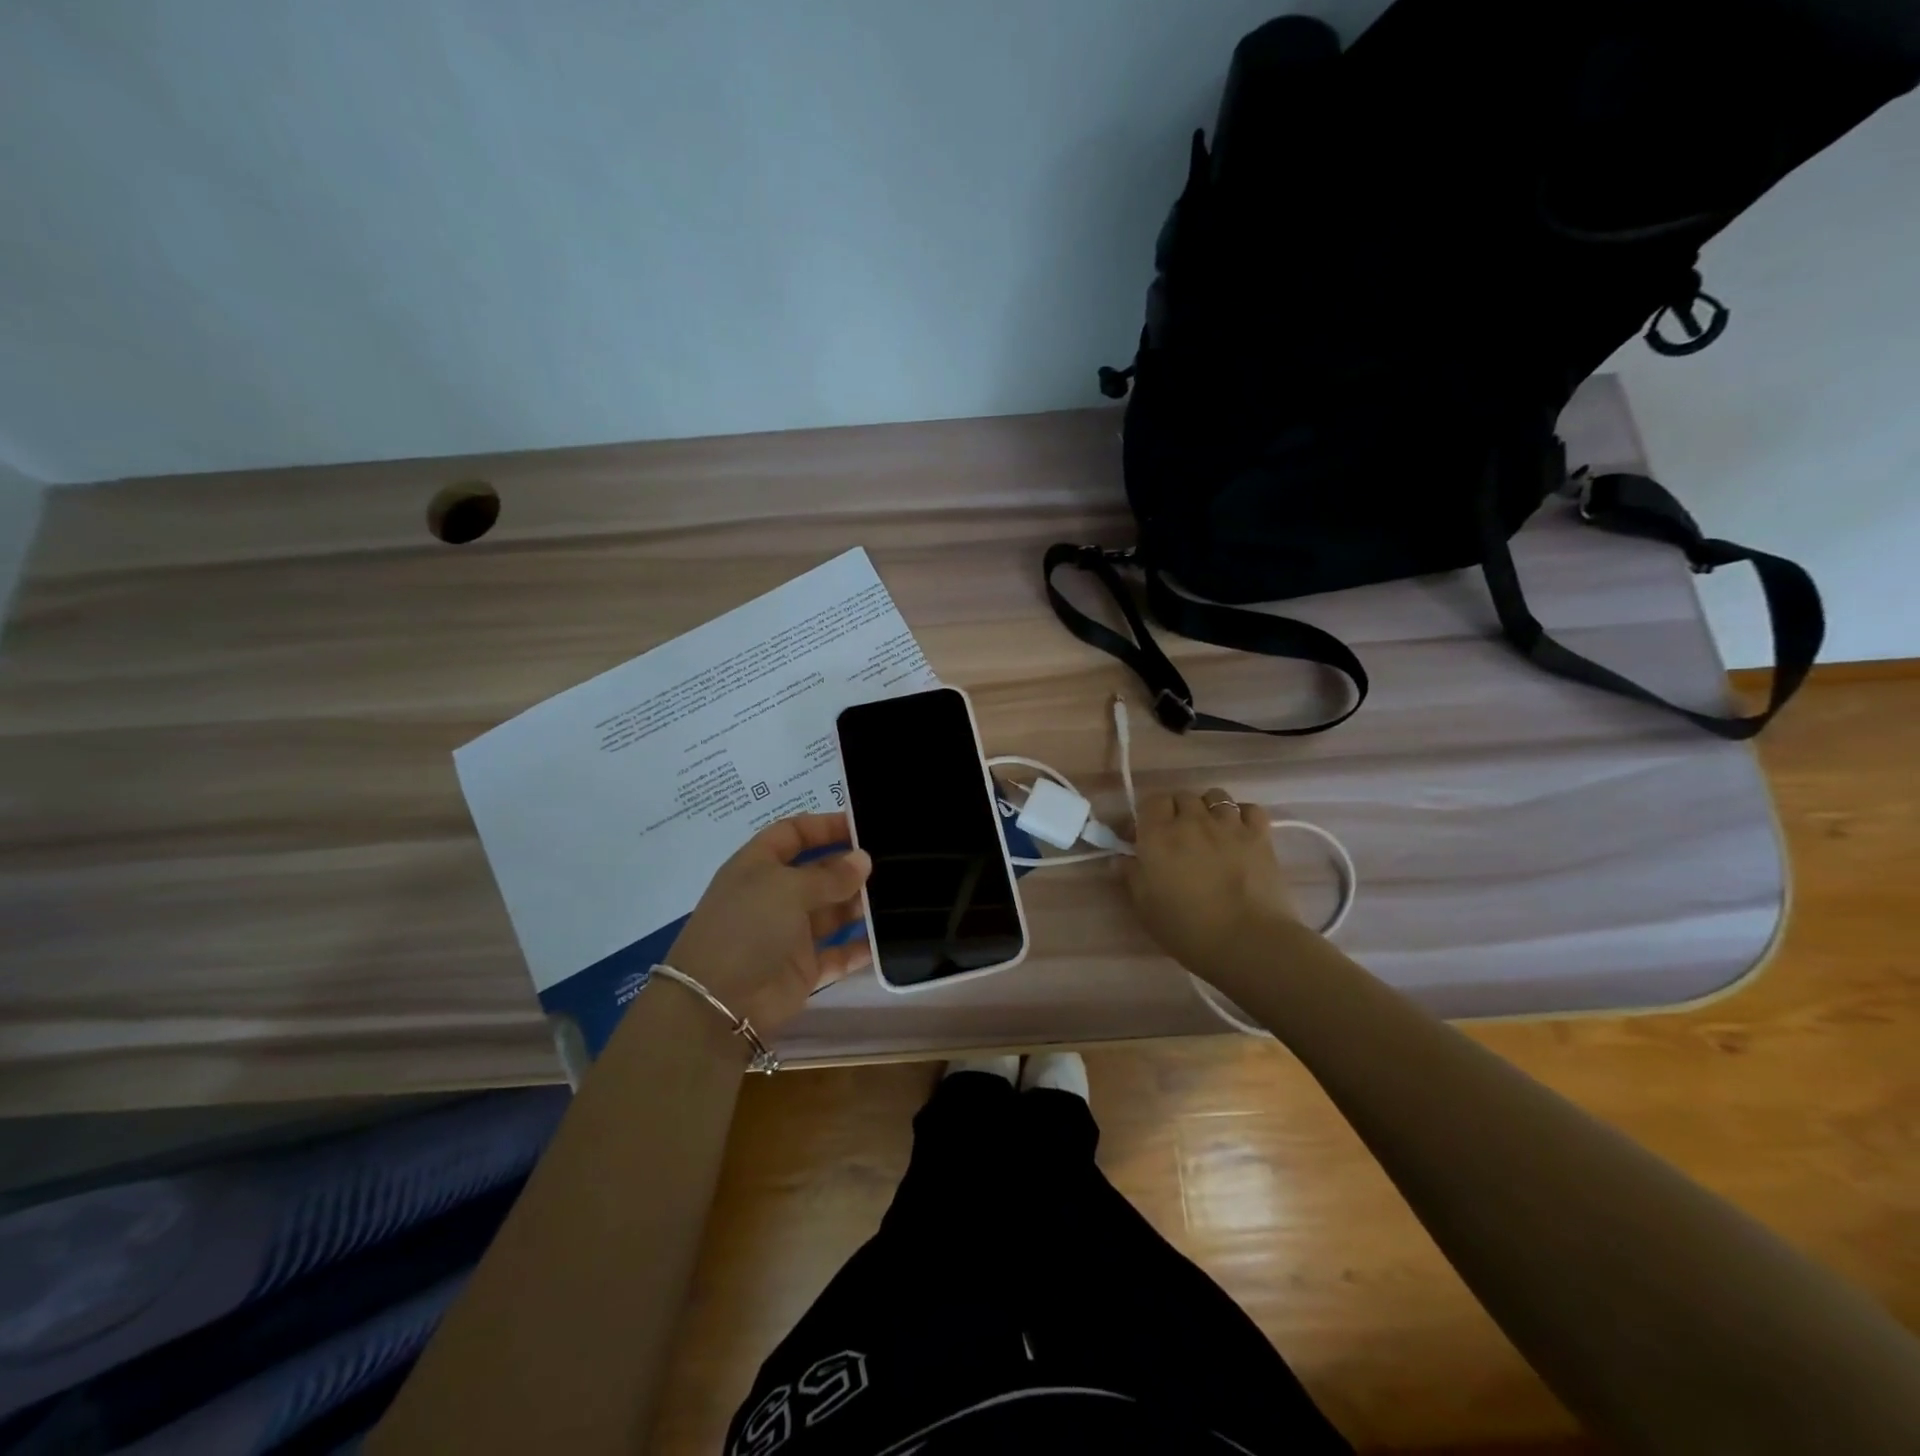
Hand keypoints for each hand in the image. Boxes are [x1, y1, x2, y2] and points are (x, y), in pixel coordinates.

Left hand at [664, 813, 871, 1037]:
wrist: (718, 1004)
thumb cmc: (748, 928)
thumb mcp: (788, 889)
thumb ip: (830, 875)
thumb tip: (863, 860)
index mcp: (758, 866)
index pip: (793, 833)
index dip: (824, 826)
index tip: (862, 826)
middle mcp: (774, 895)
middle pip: (818, 871)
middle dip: (850, 866)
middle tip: (892, 861)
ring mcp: (789, 933)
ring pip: (832, 911)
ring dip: (859, 904)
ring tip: (898, 895)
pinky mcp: (803, 968)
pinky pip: (838, 952)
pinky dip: (860, 946)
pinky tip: (888, 938)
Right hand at [1124, 789, 1297, 976]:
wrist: (1246, 942)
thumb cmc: (1187, 929)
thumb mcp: (1145, 908)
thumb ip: (1132, 876)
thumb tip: (1121, 859)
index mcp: (1158, 835)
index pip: (1151, 801)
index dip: (1148, 815)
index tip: (1145, 836)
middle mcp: (1192, 821)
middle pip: (1182, 796)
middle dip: (1177, 811)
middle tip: (1177, 837)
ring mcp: (1229, 825)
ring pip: (1216, 796)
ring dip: (1209, 809)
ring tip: (1210, 831)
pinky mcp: (1260, 836)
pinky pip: (1250, 809)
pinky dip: (1243, 816)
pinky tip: (1240, 833)